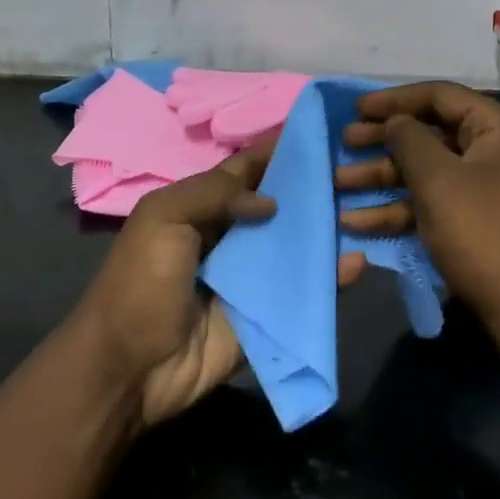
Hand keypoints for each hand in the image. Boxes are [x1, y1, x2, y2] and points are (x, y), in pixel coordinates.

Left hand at [70, 143, 365, 427]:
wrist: (129, 368)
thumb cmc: (140, 282)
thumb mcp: (163, 217)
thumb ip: (214, 193)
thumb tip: (272, 201)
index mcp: (204, 206)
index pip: (249, 168)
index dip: (279, 149)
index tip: (321, 130)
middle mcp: (233, 235)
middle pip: (281, 204)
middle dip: (314, 187)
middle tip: (358, 167)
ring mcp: (253, 276)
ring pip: (298, 245)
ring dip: (328, 229)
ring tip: (369, 206)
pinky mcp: (269, 313)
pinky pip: (305, 291)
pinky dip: (333, 278)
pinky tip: (359, 261)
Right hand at [336, 82, 499, 384]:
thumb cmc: (484, 233)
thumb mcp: (439, 180)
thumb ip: (409, 140)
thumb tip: (396, 121)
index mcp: (497, 127)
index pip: (439, 95)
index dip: (394, 99)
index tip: (355, 109)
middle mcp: (495, 150)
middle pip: (430, 133)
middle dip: (383, 140)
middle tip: (343, 143)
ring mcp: (486, 189)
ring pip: (426, 171)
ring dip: (382, 177)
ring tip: (338, 184)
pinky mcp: (475, 223)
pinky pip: (432, 203)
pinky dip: (398, 209)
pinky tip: (357, 222)